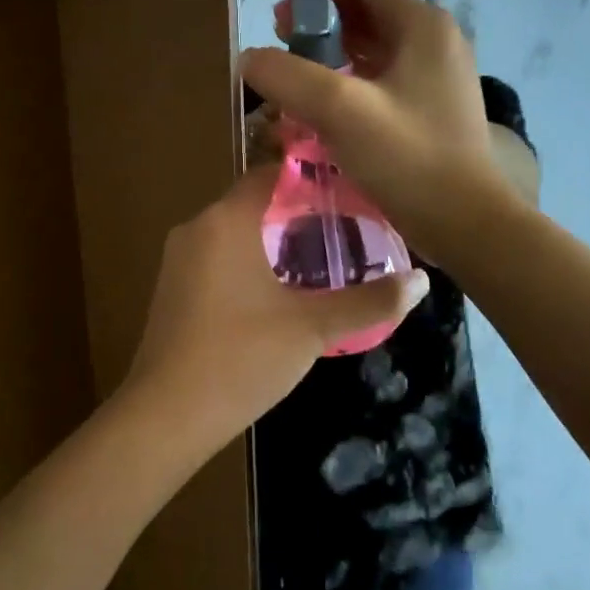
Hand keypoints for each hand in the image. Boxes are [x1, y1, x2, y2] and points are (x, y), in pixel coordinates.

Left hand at [121, 163, 428, 453]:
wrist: (166, 415)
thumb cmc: (241, 358)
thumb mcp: (313, 329)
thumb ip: (369, 301)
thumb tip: (422, 281)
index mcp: (226, 221)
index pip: (272, 174)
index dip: (312, 177)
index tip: (351, 190)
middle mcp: (197, 228)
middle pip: (255, 203)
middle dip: (300, 214)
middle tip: (348, 230)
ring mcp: (178, 260)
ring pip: (236, 234)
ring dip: (275, 242)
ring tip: (323, 261)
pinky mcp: (173, 290)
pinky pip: (219, 259)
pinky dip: (251, 263)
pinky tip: (281, 293)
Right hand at [241, 0, 510, 259]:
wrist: (465, 222)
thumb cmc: (407, 157)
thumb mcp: (339, 110)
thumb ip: (288, 76)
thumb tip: (249, 58)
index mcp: (422, 26)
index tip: (279, 2)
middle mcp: (435, 44)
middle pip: (368, 17)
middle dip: (321, 23)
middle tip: (277, 38)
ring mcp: (436, 81)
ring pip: (374, 53)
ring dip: (333, 57)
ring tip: (292, 72)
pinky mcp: (431, 114)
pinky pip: (382, 85)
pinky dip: (350, 85)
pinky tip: (322, 107)